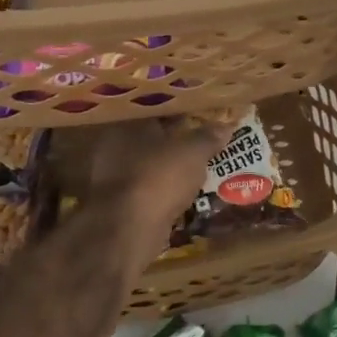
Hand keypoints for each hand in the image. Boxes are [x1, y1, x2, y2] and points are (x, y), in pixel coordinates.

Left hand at [84, 117, 231, 264]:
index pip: (156, 109)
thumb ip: (208, 137)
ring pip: (148, 165)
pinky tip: (180, 193)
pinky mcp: (116, 203)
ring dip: (168, 168)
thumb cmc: (159, 177)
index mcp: (128, 122)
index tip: (201, 116)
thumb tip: (226, 126)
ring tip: (196, 169)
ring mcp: (111, 176)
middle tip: (201, 142)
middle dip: (174, 140)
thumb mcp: (193, 153)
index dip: (180, 112)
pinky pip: (146, 189)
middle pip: (151, 137)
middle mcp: (112, 144)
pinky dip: (162, 190)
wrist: (128, 228)